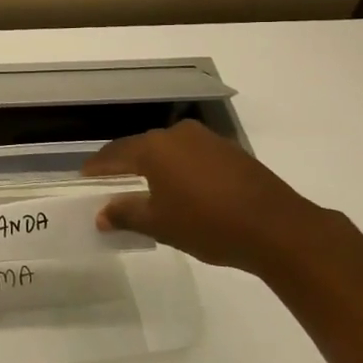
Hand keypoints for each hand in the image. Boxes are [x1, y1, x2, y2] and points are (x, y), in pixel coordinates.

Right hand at [83, 119, 345, 273]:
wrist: (278, 228)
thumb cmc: (208, 224)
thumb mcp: (160, 224)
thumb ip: (126, 214)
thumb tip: (101, 215)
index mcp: (154, 147)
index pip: (115, 153)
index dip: (97, 167)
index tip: (84, 177)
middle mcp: (178, 135)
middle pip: (141, 148)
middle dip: (125, 165)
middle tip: (110, 183)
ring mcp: (207, 140)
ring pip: (169, 151)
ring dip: (154, 167)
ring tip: (145, 188)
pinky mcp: (231, 152)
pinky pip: (192, 157)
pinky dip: (180, 170)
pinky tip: (182, 190)